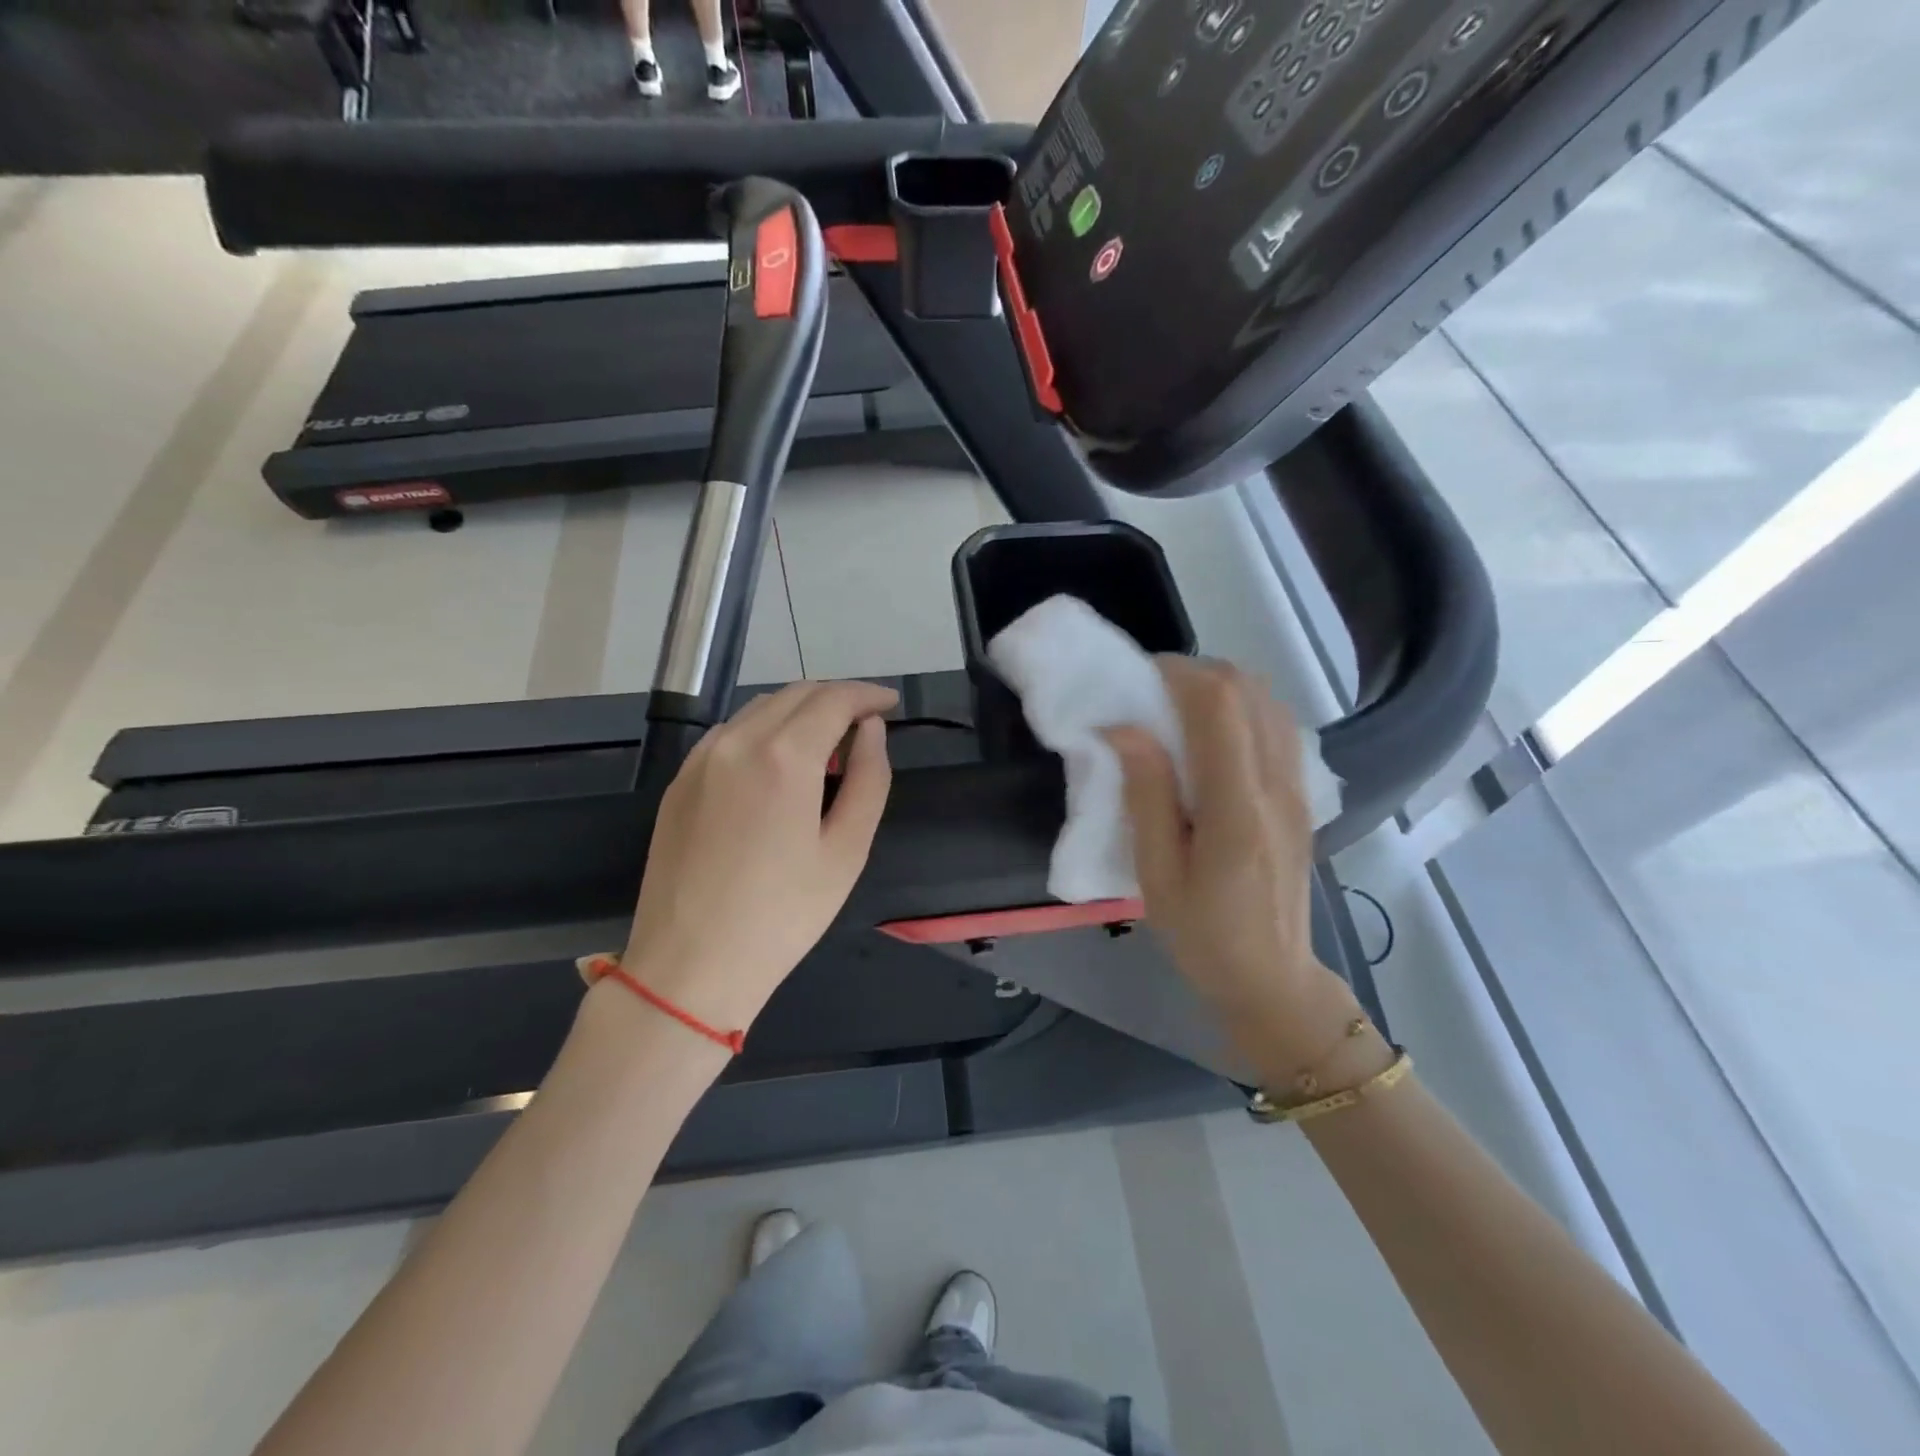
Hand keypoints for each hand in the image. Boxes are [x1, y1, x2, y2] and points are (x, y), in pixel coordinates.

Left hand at [622, 680, 897, 1032]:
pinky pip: (730, 733)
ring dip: (800, 711)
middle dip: (836, 698)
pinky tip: (778, 763)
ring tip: (827, 744)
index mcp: (783, 756)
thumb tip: (870, 730)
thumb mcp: (846, 851)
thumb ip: (868, 778)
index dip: (868, 694)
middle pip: (796, 694)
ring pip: (760, 709)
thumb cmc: (783, 915)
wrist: (690, 965)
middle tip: (866, 724)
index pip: (833, 699)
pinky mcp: (679, 781)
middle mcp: (737, 741)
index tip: (890, 704)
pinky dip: (765, 730)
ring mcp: (701, 759)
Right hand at [1108, 659, 1348, 1063]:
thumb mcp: (1157, 874)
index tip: (1135, 681)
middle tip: (1149, 692)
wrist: (1273, 978)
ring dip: (1221, 687)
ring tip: (1177, 708)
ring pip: (1268, 700)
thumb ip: (1146, 796)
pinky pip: (1278, 725)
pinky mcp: (1303, 794)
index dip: (1176, 674)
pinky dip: (1243, 708)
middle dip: (1195, 673)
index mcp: (1237, 807)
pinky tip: (1212, 733)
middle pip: (1249, 689)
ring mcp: (1299, 787)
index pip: (1219, 705)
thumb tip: (1124, 728)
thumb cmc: (1203, 935)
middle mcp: (1278, 784)